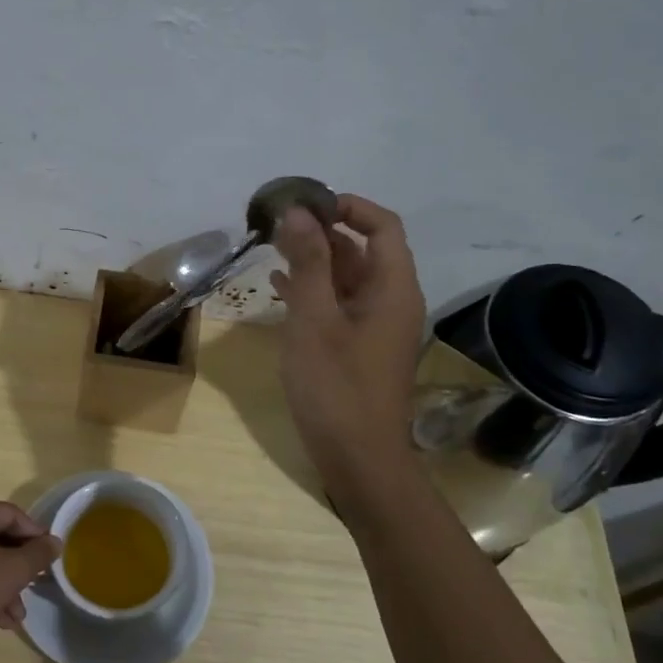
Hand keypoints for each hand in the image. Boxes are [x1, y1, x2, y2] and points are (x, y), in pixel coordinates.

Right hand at [270, 194, 426, 492]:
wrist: (358, 458)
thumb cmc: (336, 387)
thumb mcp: (315, 320)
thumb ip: (308, 263)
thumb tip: (297, 212)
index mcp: (392, 288)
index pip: (383, 226)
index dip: (348, 207)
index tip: (305, 203)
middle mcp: (390, 301)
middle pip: (362, 250)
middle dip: (321, 232)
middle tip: (276, 225)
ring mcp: (374, 326)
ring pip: (346, 278)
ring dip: (313, 260)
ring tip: (270, 248)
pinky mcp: (357, 347)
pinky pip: (337, 305)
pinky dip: (312, 290)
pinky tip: (278, 287)